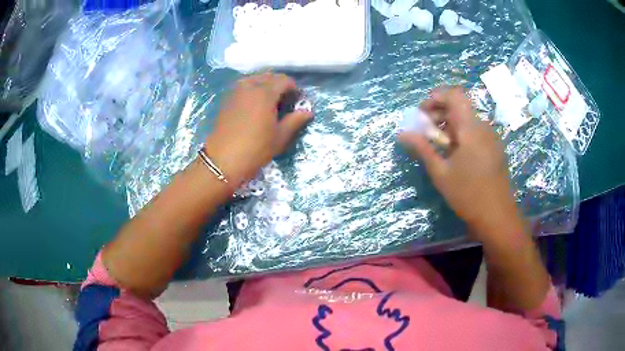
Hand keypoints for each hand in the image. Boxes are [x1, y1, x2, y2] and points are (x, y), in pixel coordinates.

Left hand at [204, 73, 311, 184]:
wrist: (223, 160)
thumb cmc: (255, 149)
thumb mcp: (280, 137)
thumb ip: (295, 121)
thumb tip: (308, 112)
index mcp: (265, 93)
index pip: (284, 80)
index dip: (294, 88)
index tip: (298, 100)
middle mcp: (250, 86)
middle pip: (269, 76)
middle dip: (280, 84)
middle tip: (285, 100)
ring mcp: (236, 92)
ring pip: (254, 78)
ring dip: (265, 84)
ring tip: (270, 100)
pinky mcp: (227, 99)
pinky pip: (243, 86)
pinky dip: (252, 88)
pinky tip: (255, 103)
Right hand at [399, 87, 522, 239]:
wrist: (497, 216)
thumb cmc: (468, 194)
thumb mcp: (440, 172)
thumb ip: (422, 148)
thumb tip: (403, 133)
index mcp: (471, 128)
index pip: (454, 94)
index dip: (435, 97)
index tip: (422, 114)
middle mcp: (483, 127)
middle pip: (459, 106)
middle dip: (438, 113)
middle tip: (425, 132)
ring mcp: (491, 137)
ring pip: (467, 119)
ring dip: (448, 125)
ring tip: (438, 146)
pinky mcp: (494, 148)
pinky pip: (475, 131)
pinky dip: (460, 134)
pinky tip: (454, 155)